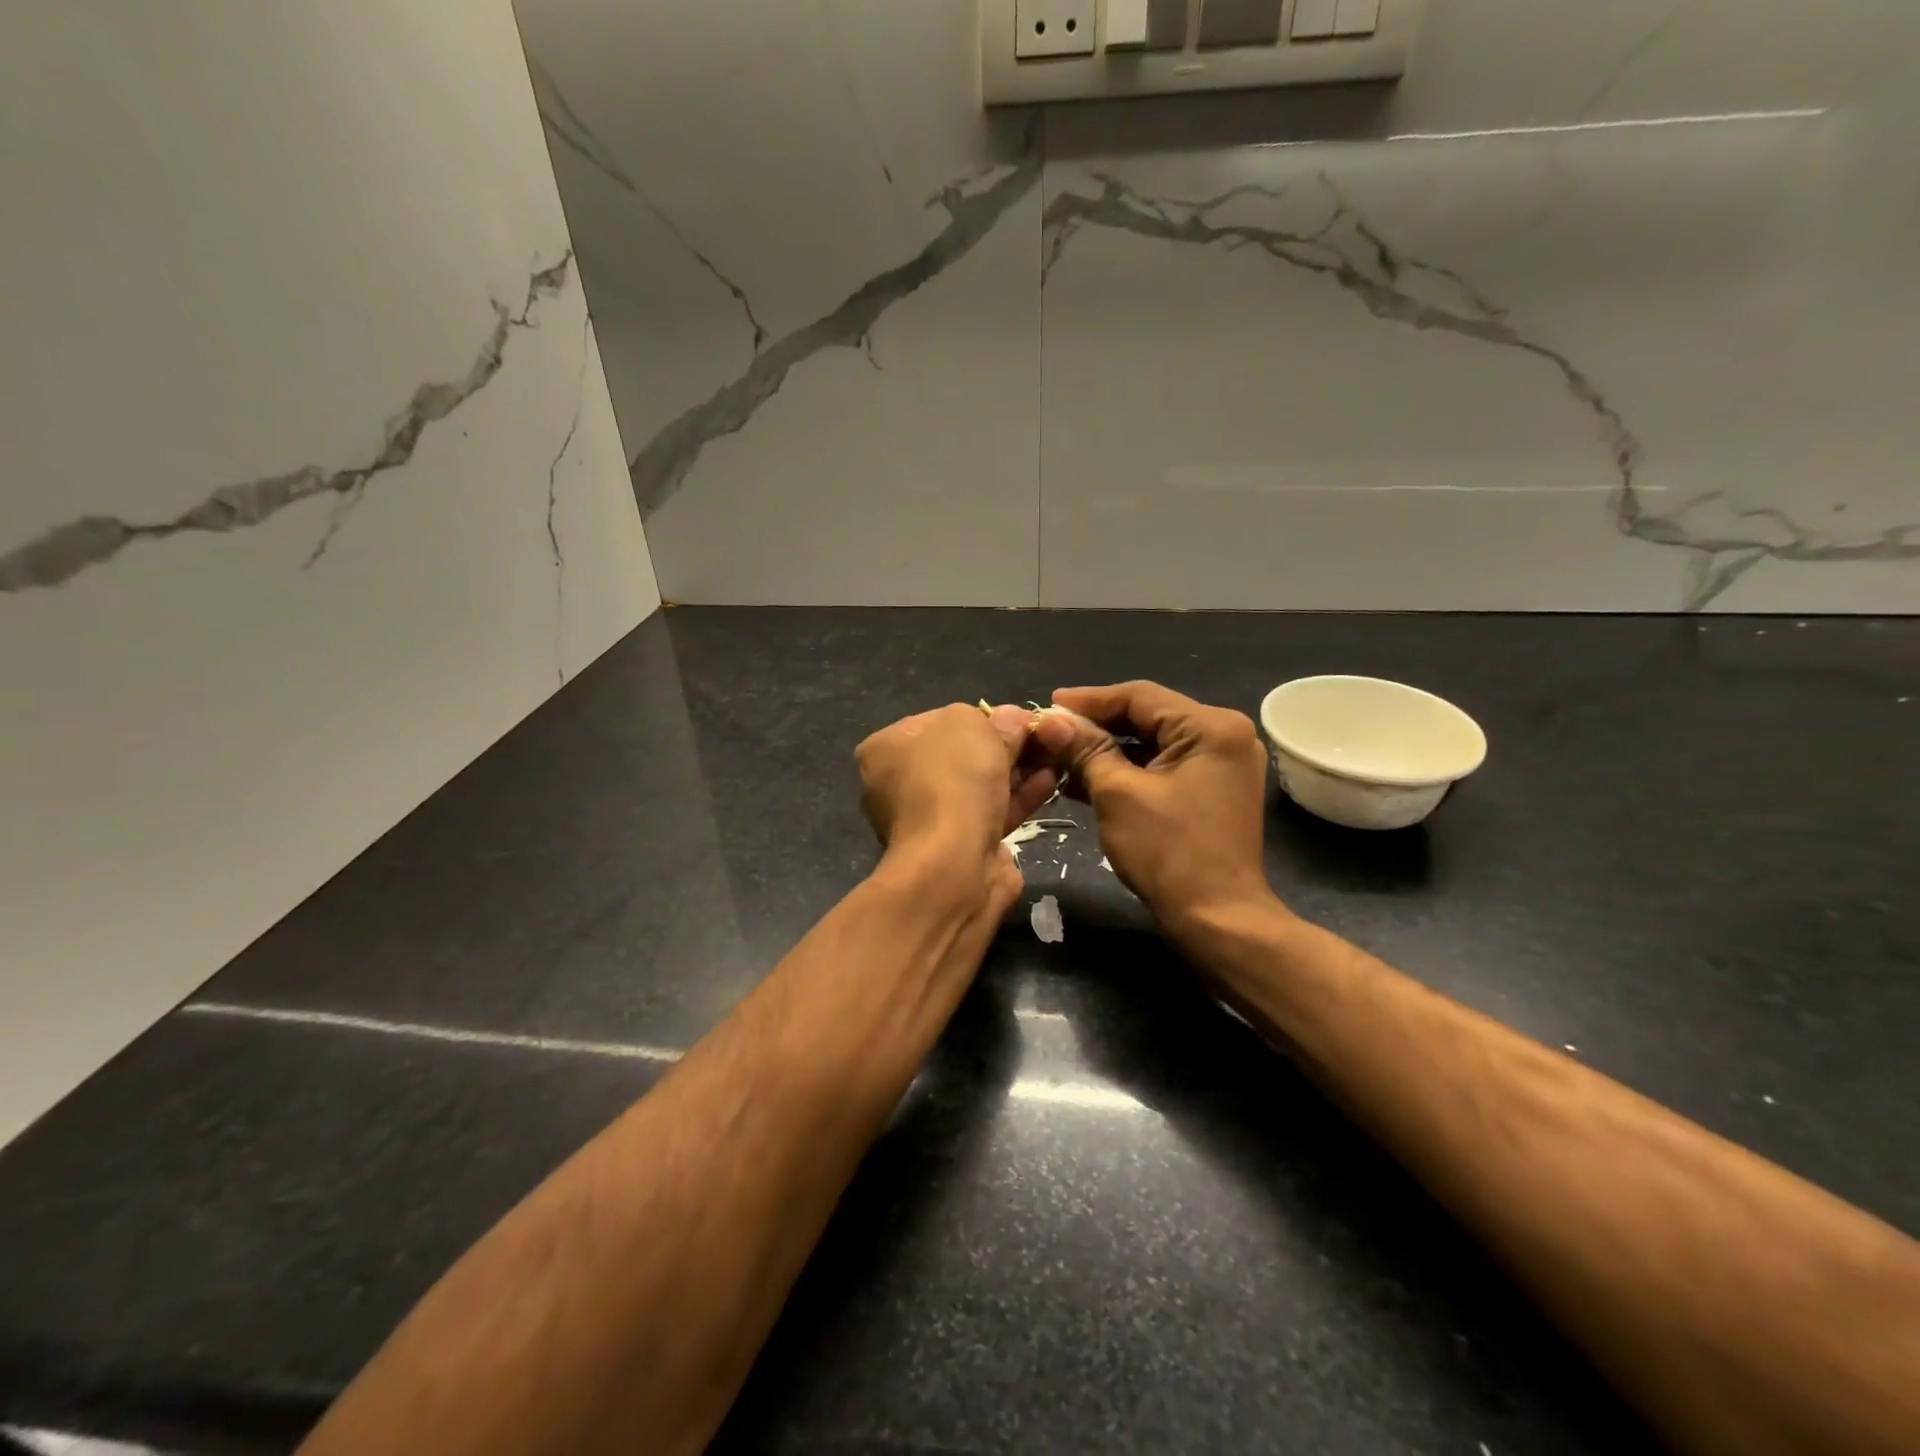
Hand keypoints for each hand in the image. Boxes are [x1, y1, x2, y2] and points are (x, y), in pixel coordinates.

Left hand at [856, 703, 1060, 910]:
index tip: (1016, 719)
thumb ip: (995, 719)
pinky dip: (1018, 798)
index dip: (981, 717)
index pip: (937, 722)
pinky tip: (1048, 784)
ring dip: (1017, 772)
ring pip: (979, 787)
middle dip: (1004, 746)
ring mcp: (927, 820)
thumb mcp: (972, 725)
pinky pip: (991, 814)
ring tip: (1054, 758)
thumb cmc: (951, 780)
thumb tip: (1013, 721)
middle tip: (1042, 738)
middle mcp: (898, 785)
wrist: (952, 864)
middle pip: (961, 755)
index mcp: (885, 749)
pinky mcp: (957, 848)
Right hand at [1037, 682, 1276, 933]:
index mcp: (1210, 727)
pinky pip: (1162, 766)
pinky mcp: (1211, 788)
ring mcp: (1220, 763)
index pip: (1139, 696)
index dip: (1089, 700)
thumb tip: (1050, 721)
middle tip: (1051, 732)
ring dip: (1106, 751)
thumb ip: (1085, 750)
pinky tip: (1085, 780)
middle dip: (1095, 728)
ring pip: (1151, 743)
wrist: (1216, 918)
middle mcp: (1223, 735)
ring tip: (1060, 758)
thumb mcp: (1117, 794)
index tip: (1048, 706)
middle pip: (1146, 717)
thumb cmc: (1168, 852)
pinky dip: (1127, 771)